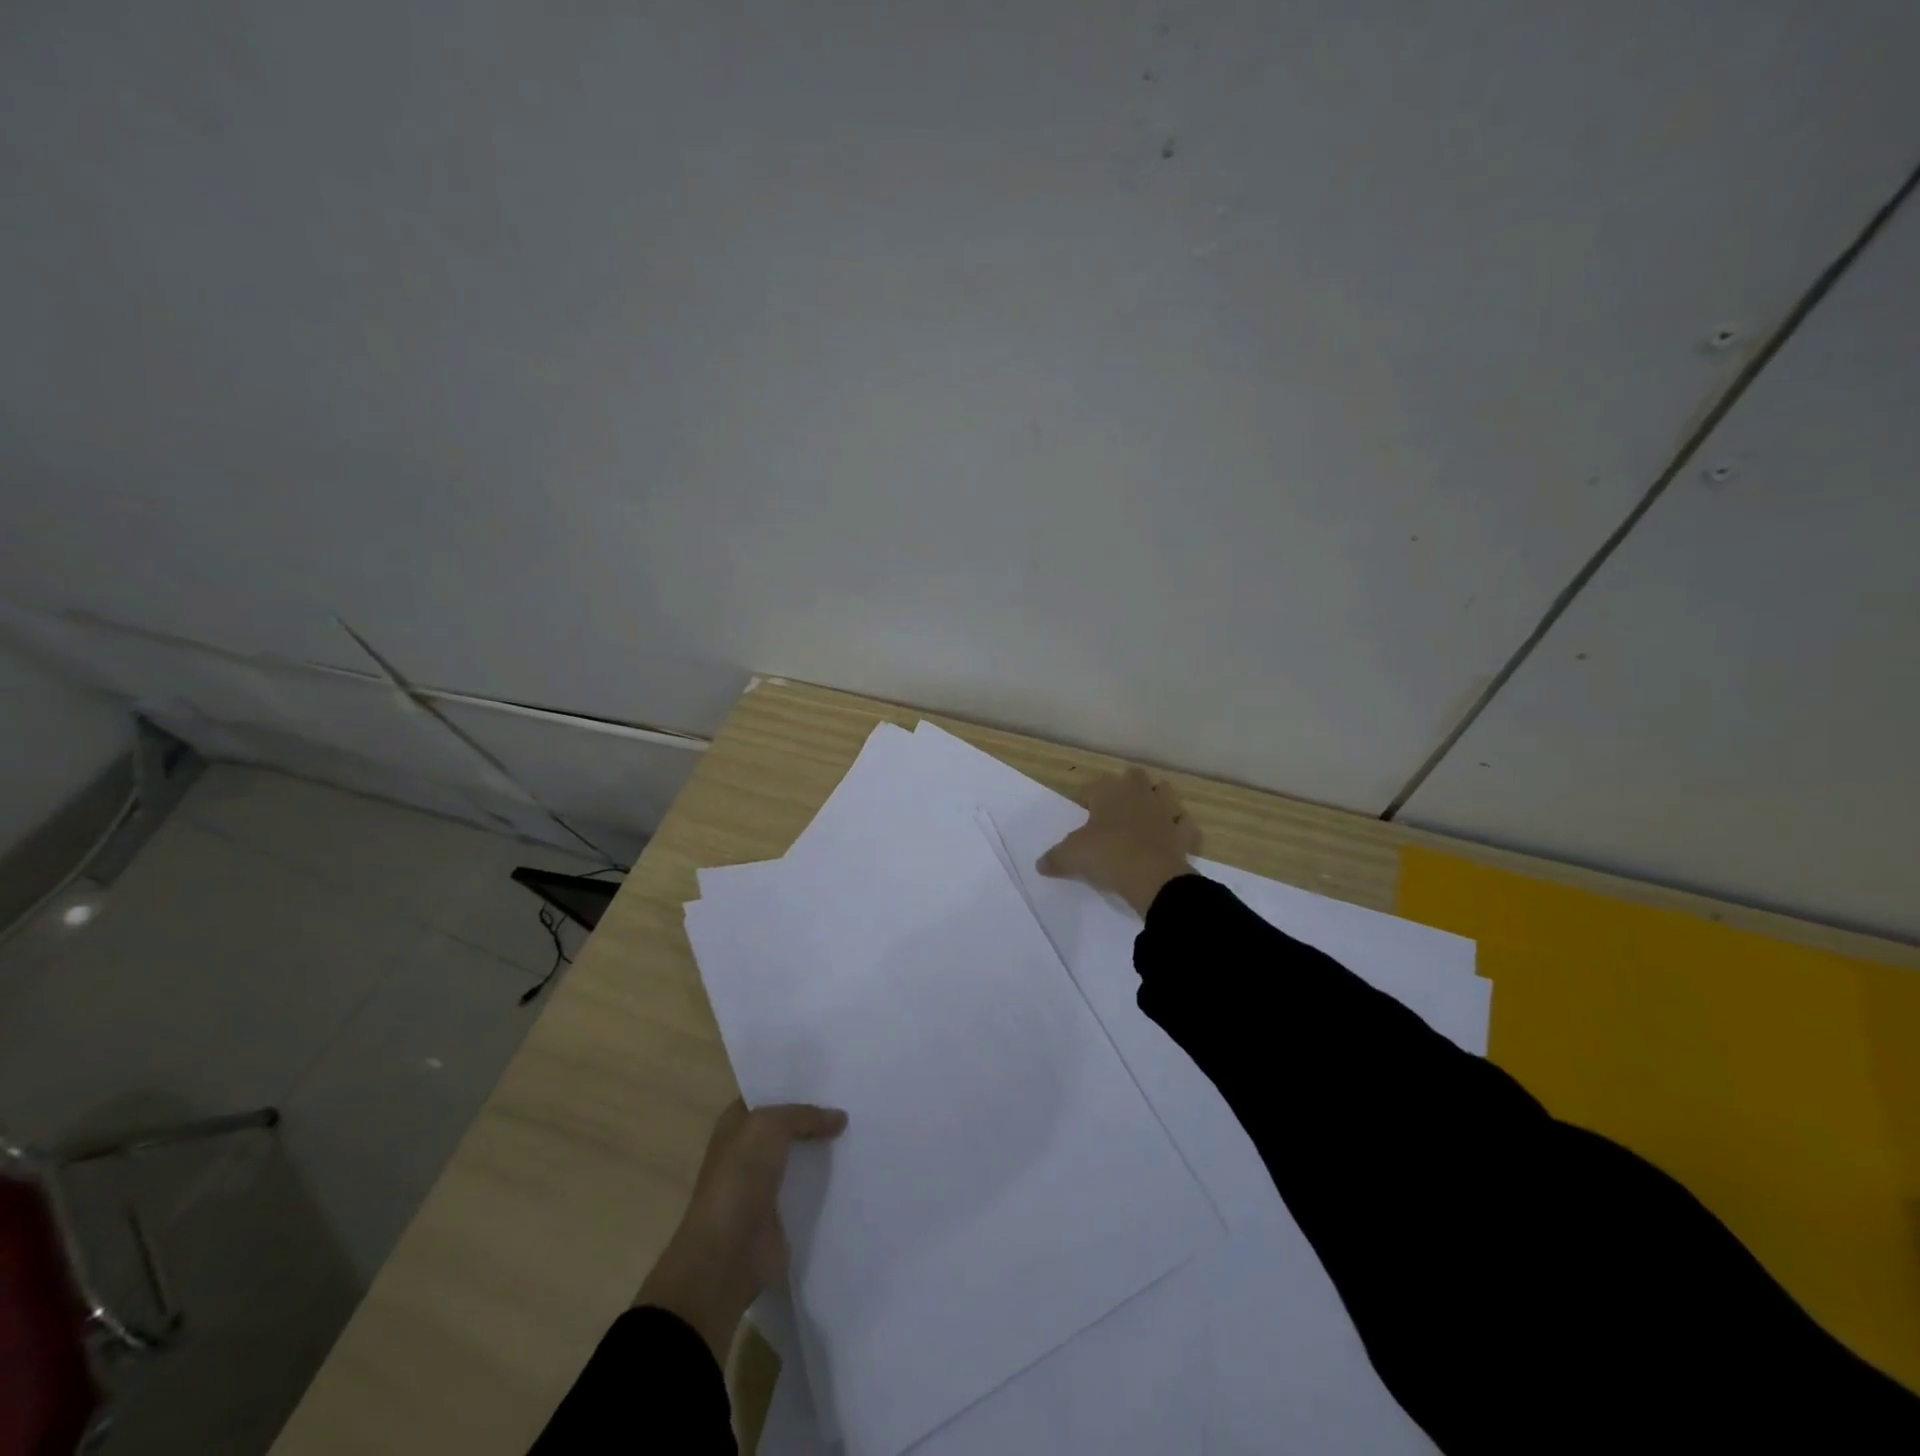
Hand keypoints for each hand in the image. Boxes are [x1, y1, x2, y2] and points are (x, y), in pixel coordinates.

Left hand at [636, 1099, 847, 1360]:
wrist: (726, 1255)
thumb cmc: (739, 1179)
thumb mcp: (770, 1127)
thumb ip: (805, 1115)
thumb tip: (840, 1118)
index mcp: (737, 1122)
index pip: (771, 1092)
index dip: (798, 1084)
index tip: (835, 1076)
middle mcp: (749, 1148)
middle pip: (790, 1124)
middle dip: (819, 1115)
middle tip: (858, 1100)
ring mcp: (766, 1181)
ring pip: (803, 1154)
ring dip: (827, 1148)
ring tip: (864, 1130)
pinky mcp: (782, 1211)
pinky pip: (810, 1186)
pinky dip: (829, 1180)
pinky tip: (856, 1167)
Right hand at [1037, 766, 1198, 916]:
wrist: (1152, 878)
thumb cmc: (1107, 855)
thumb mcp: (1071, 857)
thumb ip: (1055, 858)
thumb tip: (1040, 865)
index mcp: (1110, 792)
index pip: (1093, 787)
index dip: (1085, 799)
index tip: (1081, 814)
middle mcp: (1139, 794)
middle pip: (1134, 777)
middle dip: (1125, 788)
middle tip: (1112, 811)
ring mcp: (1165, 811)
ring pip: (1163, 792)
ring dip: (1155, 800)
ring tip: (1142, 817)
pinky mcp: (1183, 833)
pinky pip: (1183, 823)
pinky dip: (1177, 828)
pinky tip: (1169, 837)